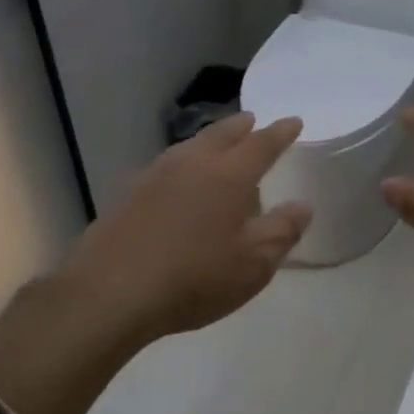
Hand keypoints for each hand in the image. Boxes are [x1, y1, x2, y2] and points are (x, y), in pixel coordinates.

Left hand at [63, 113, 311, 344]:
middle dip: (240, 127)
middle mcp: (191, 165)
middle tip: (252, 121)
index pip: (261, 145)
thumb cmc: (194, 278)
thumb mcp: (252, 265)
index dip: (280, 133)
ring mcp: (154, 176)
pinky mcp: (128, 195)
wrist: (111, 292)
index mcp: (228, 177)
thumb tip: (302, 206)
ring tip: (217, 142)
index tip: (293, 121)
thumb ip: (281, 232)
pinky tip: (178, 178)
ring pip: (189, 147)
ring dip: (208, 140)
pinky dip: (183, 162)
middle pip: (220, 135)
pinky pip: (165, 166)